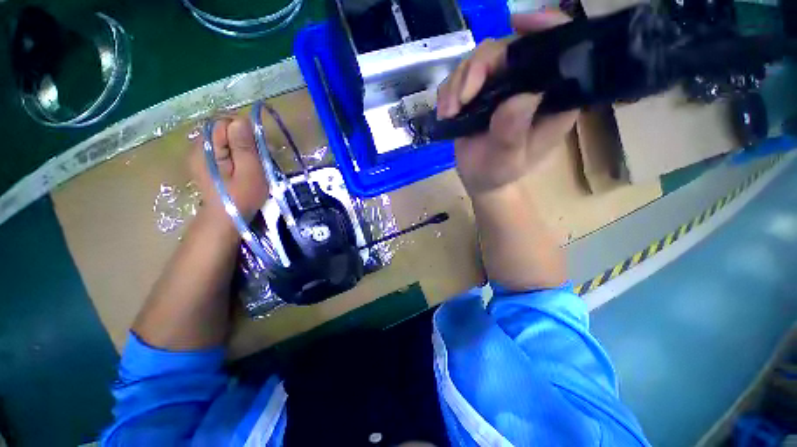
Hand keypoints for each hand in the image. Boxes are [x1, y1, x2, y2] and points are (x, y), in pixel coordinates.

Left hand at [189, 116, 268, 224]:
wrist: (225, 219)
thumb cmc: (241, 197)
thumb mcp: (249, 172)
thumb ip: (243, 146)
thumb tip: (241, 120)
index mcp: (207, 148)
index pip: (225, 123)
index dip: (245, 132)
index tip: (258, 149)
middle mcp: (198, 146)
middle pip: (223, 129)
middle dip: (243, 139)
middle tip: (257, 158)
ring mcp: (199, 154)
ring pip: (223, 138)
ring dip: (240, 146)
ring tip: (251, 164)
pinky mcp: (204, 161)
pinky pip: (221, 147)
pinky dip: (234, 152)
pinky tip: (241, 166)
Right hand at [437, 11, 578, 195]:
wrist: (481, 179)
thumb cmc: (501, 172)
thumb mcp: (509, 159)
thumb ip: (513, 132)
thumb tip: (519, 98)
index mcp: (551, 96)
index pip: (558, 49)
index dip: (544, 27)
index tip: (518, 23)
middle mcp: (528, 83)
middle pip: (507, 49)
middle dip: (479, 68)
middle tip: (462, 99)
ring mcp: (501, 86)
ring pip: (479, 60)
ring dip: (458, 83)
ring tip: (450, 112)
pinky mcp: (478, 93)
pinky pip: (460, 78)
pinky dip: (448, 91)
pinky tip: (446, 113)